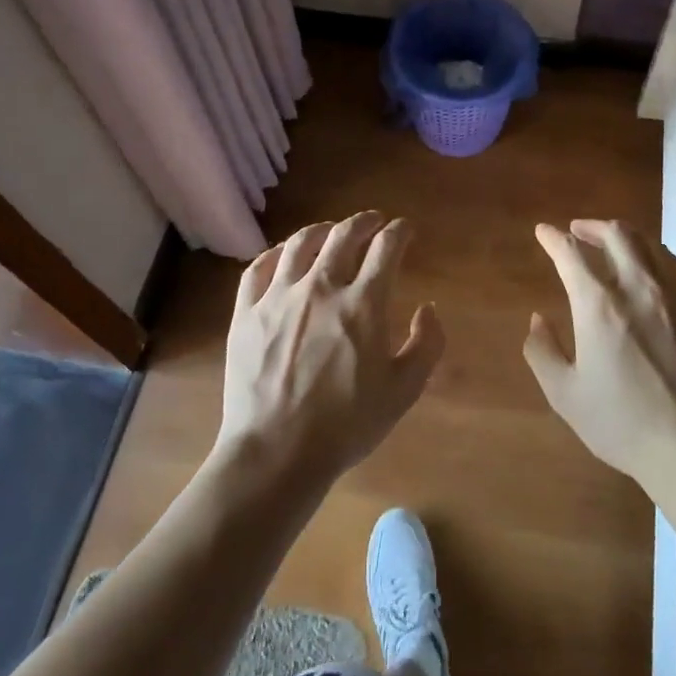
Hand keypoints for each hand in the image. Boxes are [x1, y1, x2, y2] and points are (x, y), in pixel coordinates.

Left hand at [215, 212, 444, 487]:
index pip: (386, 247)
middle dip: (364, 222)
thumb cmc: (347, 425)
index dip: (399, 232)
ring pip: (301, 243)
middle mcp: (321, 287)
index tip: (405, 230)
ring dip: (322, 229)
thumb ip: (426, 344)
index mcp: (363, 303)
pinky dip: (275, 254)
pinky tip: (283, 256)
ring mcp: (278, 296)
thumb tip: (428, 308)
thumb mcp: (404, 390)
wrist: (276, 452)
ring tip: (331, 231)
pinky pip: (258, 268)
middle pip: (344, 234)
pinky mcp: (246, 312)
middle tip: (373, 222)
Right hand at [525, 219, 675, 486]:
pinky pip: (674, 265)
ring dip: (623, 236)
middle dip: (590, 226)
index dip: (552, 237)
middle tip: (576, 231)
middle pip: (615, 234)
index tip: (542, 232)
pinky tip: (649, 268)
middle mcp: (638, 286)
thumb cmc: (622, 423)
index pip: (570, 252)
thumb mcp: (565, 394)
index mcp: (599, 304)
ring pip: (648, 243)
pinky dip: (654, 255)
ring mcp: (675, 294)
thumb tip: (537, 319)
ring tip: (611, 244)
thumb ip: (542, 351)